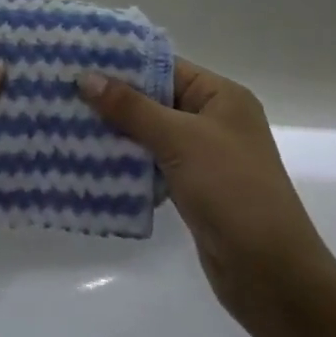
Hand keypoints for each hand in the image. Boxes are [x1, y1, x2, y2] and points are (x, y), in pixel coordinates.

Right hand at [79, 59, 333, 334]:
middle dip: (115, 101)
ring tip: (69, 126)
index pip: (166, 67)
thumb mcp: (180, 140)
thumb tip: (86, 77)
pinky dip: (130, 165)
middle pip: (157, 100)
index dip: (124, 65)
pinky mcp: (196, 190)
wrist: (271, 274)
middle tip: (65, 95)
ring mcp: (206, 157)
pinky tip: (94, 165)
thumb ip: (132, 108)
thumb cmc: (231, 190)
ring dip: (118, 134)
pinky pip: (156, 166)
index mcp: (222, 96)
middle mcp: (215, 120)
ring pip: (153, 134)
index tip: (79, 62)